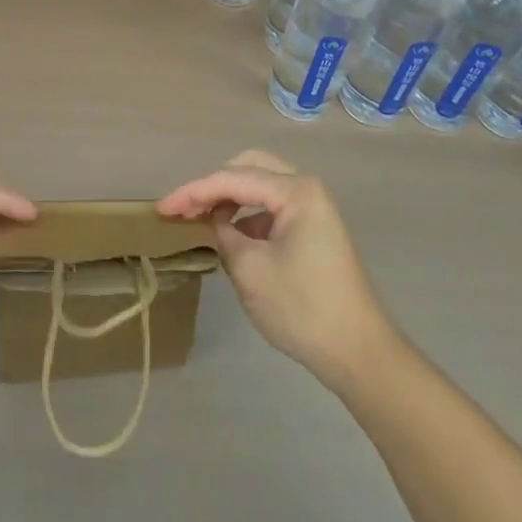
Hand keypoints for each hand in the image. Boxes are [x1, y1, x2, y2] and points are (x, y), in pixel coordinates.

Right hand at [159, 150, 396, 389]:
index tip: (162, 209)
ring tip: (202, 221)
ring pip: (261, 185)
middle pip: (249, 168)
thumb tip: (215, 223)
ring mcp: (314, 208)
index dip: (192, 192)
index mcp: (295, 191)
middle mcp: (306, 188)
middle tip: (185, 209)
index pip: (231, 179)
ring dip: (230, 199)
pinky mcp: (314, 229)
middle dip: (213, 185)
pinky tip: (232, 237)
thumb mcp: (250, 270)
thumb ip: (223, 235)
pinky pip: (272, 207)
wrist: (359, 353)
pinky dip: (248, 215)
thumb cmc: (303, 308)